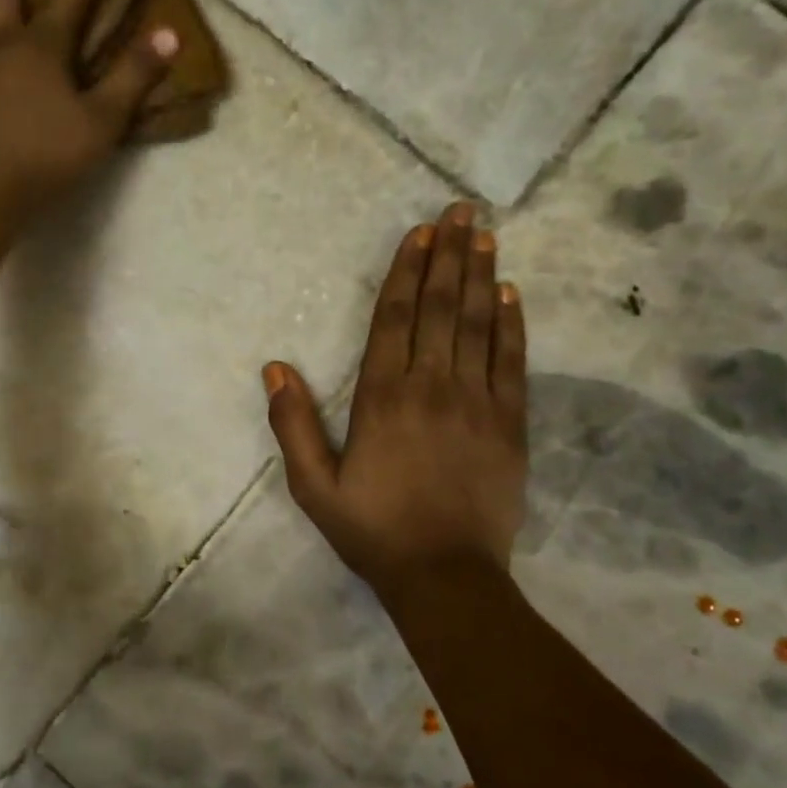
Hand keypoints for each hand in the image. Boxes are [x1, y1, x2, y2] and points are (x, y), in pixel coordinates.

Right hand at [263, 201, 527, 596]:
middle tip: (461, 211)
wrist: (445, 576)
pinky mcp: (510, 423)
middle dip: (450, 255)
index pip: (395, 318)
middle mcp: (431, 386)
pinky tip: (512, 295)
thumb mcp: (313, 485)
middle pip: (442, 308)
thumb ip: (294, 424)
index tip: (420, 233)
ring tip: (486, 235)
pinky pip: (512, 362)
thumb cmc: (373, 529)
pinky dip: (512, 325)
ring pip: (479, 325)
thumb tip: (274, 368)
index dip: (407, 271)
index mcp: (382, 397)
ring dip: (482, 275)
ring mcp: (477, 402)